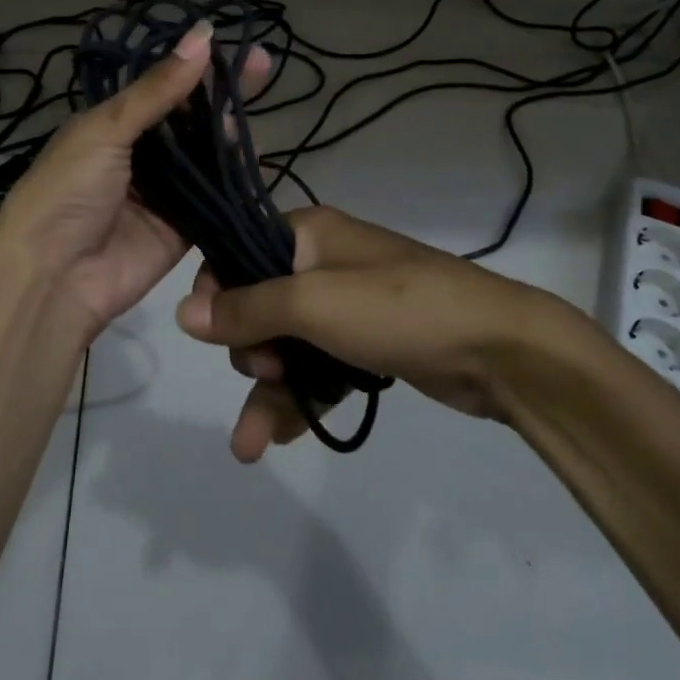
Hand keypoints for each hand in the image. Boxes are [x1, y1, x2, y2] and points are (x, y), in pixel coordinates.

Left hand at [0, 21, 270, 342]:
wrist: (52, 278)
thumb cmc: (67, 191)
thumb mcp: (106, 130)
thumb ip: (158, 89)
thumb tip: (203, 34)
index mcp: (112, 125)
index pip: (163, 87)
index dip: (196, 67)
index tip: (233, 43)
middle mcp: (140, 154)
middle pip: (189, 119)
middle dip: (221, 94)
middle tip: (262, 65)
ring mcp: (163, 192)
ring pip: (205, 156)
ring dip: (229, 134)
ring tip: (259, 106)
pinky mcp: (182, 228)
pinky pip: (214, 198)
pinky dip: (234, 180)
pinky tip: (258, 157)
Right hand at [175, 205, 587, 459]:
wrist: (498, 349)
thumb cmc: (396, 308)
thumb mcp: (313, 303)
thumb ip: (246, 308)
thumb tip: (181, 314)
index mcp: (306, 234)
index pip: (237, 252)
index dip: (219, 293)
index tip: (216, 331)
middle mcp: (320, 264)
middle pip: (256, 307)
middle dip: (251, 350)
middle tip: (269, 370)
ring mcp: (344, 307)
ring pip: (285, 347)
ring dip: (266, 392)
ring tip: (249, 444)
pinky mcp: (365, 346)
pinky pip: (316, 370)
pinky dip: (298, 401)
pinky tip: (274, 440)